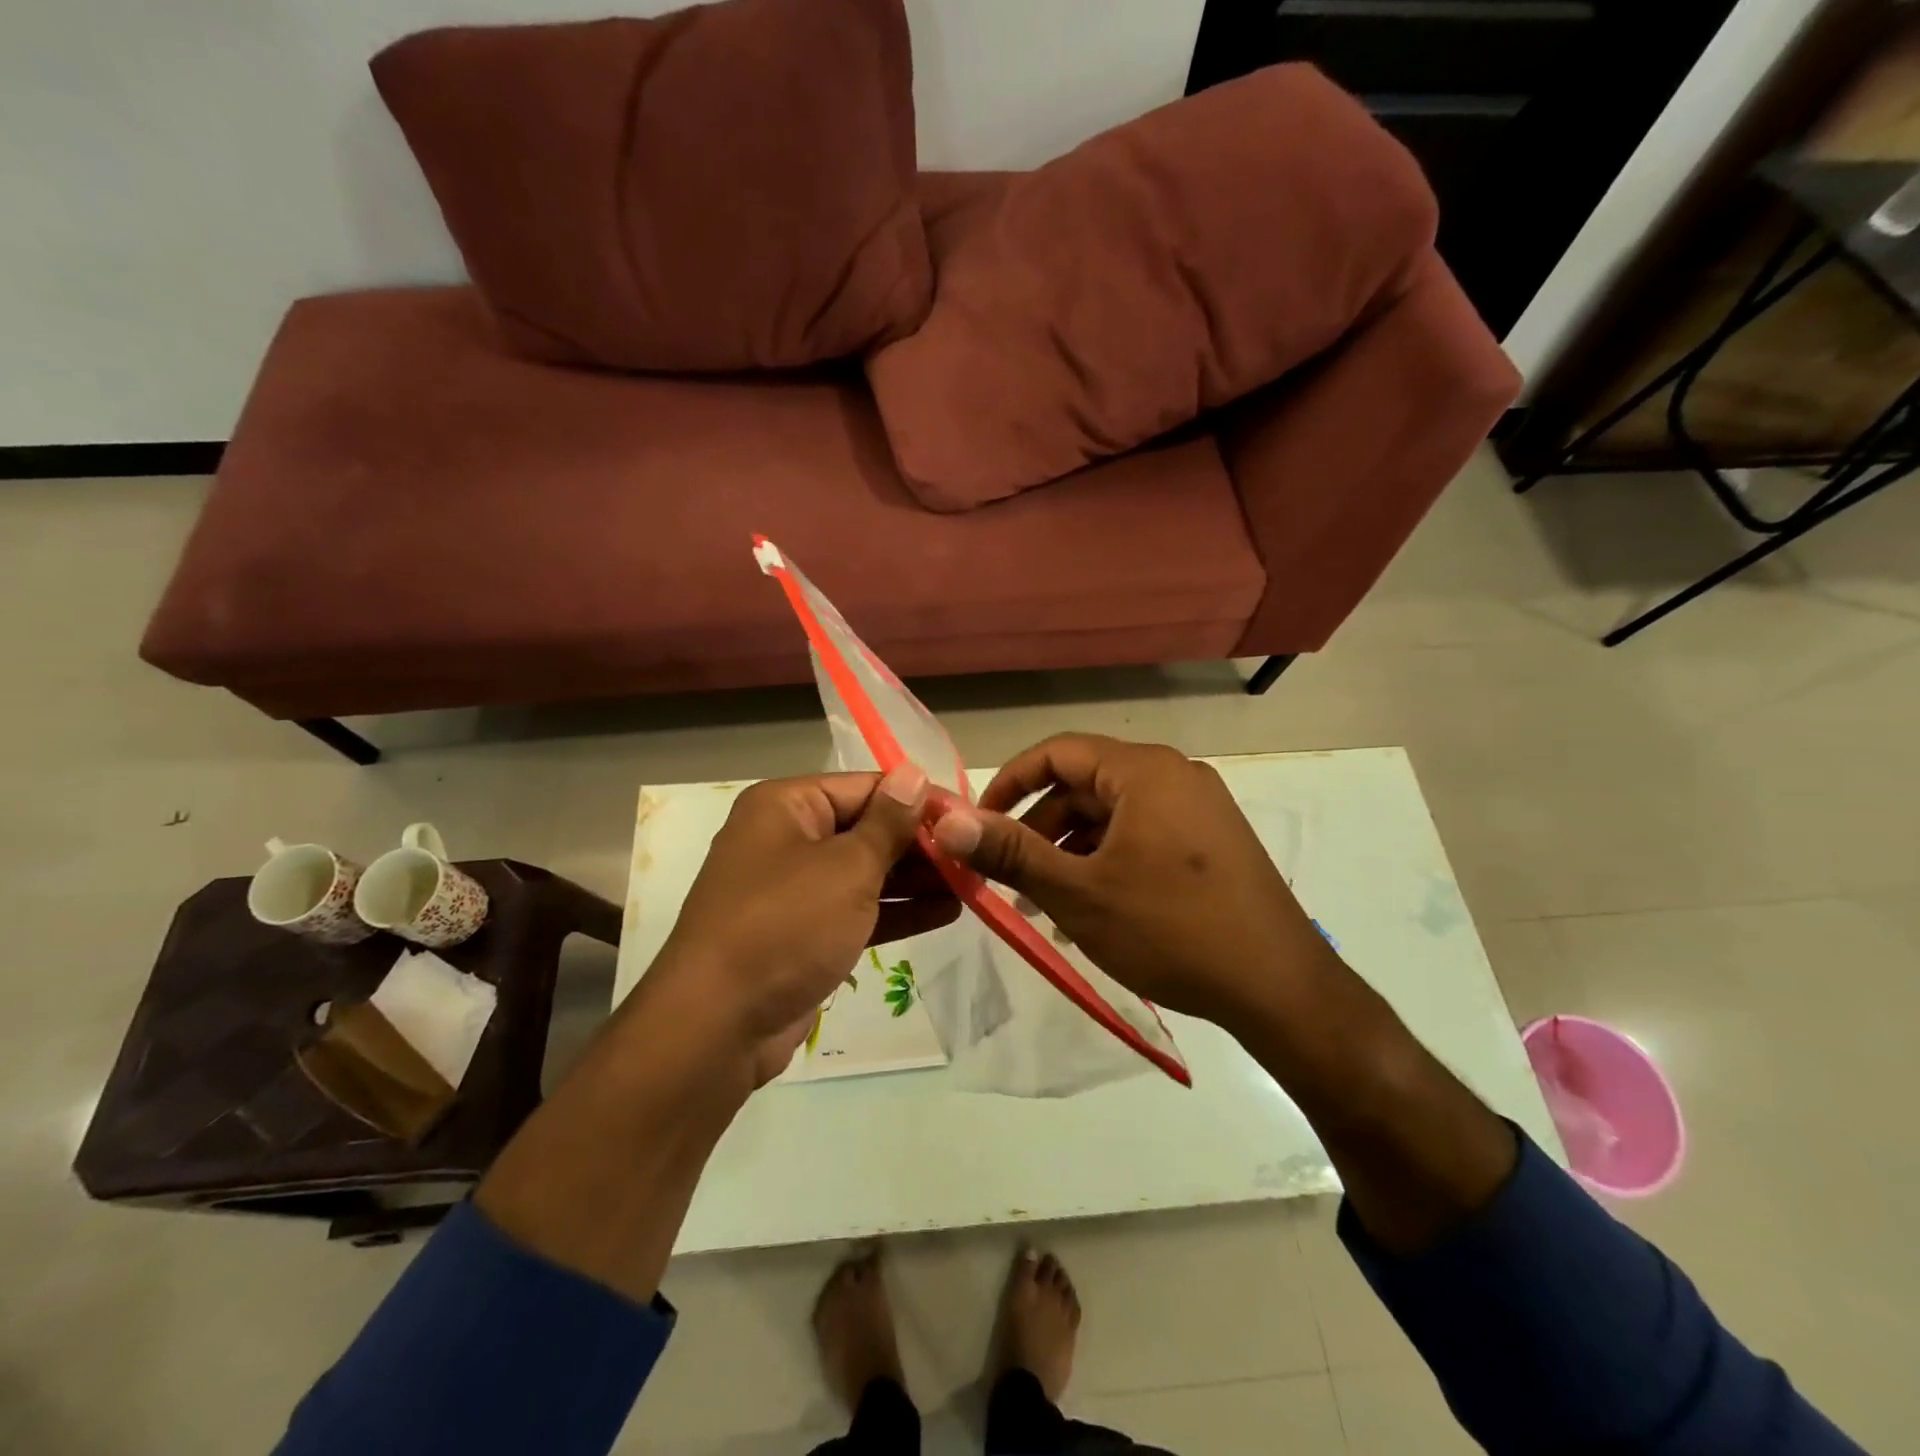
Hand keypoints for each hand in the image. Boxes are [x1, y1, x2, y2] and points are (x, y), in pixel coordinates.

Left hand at [646, 765, 957, 1084]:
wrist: (717, 1027)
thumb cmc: (785, 926)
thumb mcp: (846, 867)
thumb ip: (888, 822)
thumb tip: (914, 773)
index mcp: (787, 806)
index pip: (866, 787)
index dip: (919, 800)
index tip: (968, 817)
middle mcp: (787, 839)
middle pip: (867, 829)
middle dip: (921, 844)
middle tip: (976, 856)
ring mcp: (794, 890)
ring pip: (865, 873)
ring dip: (916, 880)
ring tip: (972, 883)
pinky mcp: (803, 934)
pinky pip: (857, 910)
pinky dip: (896, 911)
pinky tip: (946, 912)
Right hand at [927, 734, 1332, 1033]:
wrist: (1282, 990)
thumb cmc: (1172, 931)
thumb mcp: (1079, 893)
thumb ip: (1009, 852)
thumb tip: (943, 820)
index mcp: (1144, 771)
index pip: (1057, 753)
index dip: (1009, 784)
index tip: (978, 826)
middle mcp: (1174, 776)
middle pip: (1085, 785)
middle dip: (1039, 827)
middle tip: (1010, 877)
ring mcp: (1199, 809)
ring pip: (1113, 815)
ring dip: (1071, 850)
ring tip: (1045, 903)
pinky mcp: (1212, 842)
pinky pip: (1143, 835)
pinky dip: (1107, 861)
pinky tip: (1092, 908)